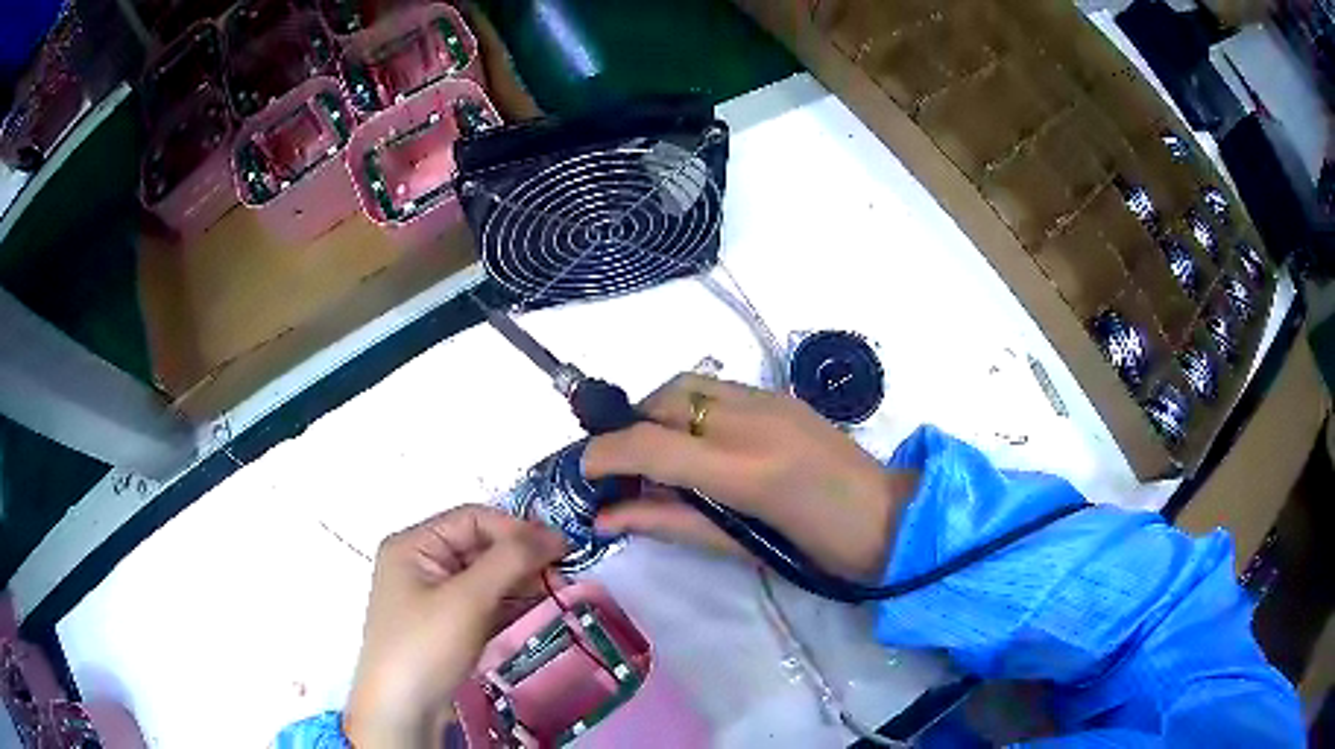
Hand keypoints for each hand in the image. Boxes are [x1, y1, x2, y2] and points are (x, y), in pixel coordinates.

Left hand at [343, 505, 565, 747]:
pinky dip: (509, 603)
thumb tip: (553, 534)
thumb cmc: (426, 645)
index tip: (561, 547)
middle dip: (520, 558)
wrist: (402, 710)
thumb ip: (509, 560)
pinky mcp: (446, 624)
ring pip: (485, 576)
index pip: (473, 520)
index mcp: (414, 544)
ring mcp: (433, 596)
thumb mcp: (467, 599)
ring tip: (555, 592)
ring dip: (519, 581)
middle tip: (563, 574)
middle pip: (479, 547)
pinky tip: (535, 609)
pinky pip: (483, 602)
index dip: (516, 529)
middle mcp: (421, 563)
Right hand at [583, 375, 917, 580]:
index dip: (605, 455)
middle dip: (628, 429)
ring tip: (654, 457)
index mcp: (747, 471)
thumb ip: (671, 523)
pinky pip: (714, 389)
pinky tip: (695, 443)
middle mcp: (754, 420)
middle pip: (662, 401)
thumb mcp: (742, 548)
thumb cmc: (820, 552)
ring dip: (655, 414)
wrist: (890, 519)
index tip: (584, 473)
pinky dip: (686, 409)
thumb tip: (607, 517)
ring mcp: (770, 399)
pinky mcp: (780, 395)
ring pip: (685, 386)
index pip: (651, 445)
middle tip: (622, 470)